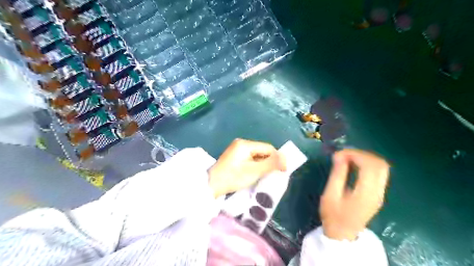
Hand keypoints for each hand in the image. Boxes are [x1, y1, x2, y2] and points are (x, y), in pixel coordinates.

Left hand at [208, 139, 284, 196]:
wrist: (211, 186)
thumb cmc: (233, 177)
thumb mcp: (254, 171)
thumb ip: (271, 164)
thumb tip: (285, 159)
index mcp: (245, 144)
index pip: (267, 147)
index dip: (277, 158)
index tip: (283, 170)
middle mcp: (241, 144)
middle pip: (262, 151)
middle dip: (270, 161)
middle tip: (275, 174)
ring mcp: (237, 150)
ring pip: (257, 155)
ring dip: (263, 164)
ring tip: (266, 175)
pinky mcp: (235, 157)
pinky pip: (250, 159)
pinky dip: (256, 166)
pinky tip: (257, 174)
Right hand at [320, 150, 390, 240]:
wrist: (343, 233)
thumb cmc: (333, 215)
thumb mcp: (330, 194)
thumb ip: (337, 174)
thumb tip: (339, 155)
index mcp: (366, 193)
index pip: (370, 165)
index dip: (355, 154)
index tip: (339, 154)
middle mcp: (378, 191)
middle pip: (380, 164)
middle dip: (362, 154)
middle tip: (344, 154)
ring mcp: (380, 192)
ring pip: (382, 167)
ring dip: (365, 158)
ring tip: (348, 158)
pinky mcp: (378, 193)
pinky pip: (379, 172)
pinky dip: (368, 164)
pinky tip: (354, 165)